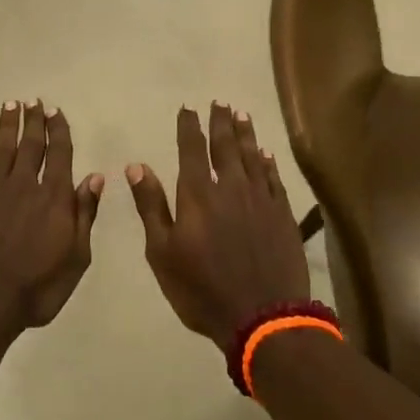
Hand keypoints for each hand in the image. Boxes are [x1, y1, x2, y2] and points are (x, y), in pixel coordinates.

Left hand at [0, 102, 102, 344]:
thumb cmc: (37, 288)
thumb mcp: (76, 258)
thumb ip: (84, 214)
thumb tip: (95, 177)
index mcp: (53, 198)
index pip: (59, 155)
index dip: (58, 131)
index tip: (56, 111)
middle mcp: (24, 187)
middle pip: (30, 146)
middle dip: (33, 121)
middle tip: (33, 100)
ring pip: (2, 152)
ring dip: (7, 127)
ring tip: (9, 105)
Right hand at [128, 104, 310, 350]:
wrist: (262, 317)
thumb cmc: (202, 289)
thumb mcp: (162, 253)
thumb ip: (151, 206)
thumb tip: (136, 165)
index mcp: (198, 194)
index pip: (192, 149)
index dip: (189, 126)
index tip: (187, 108)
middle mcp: (231, 187)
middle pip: (226, 146)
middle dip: (220, 122)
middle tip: (219, 102)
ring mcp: (261, 199)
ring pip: (252, 156)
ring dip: (246, 134)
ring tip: (242, 115)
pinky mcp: (283, 215)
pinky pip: (274, 179)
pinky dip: (269, 163)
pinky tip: (266, 154)